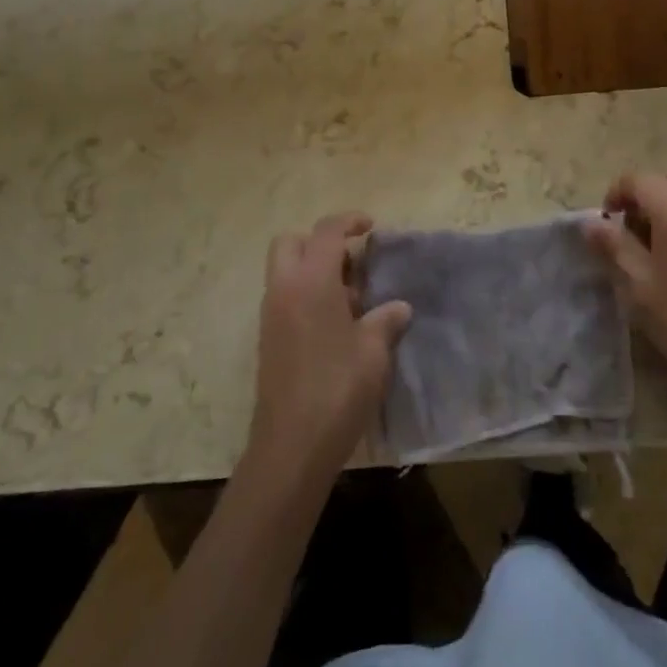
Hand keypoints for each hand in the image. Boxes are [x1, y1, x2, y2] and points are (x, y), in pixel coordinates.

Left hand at [248, 213, 411, 480]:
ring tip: (352, 300)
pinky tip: (336, 326)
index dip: (349, 221)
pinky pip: (285, 298)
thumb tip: (398, 307)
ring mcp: (271, 315)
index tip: (371, 226)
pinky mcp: (268, 340)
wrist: (292, 445)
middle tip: (353, 264)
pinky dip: (306, 296)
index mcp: (311, 282)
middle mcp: (284, 289)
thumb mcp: (374, 351)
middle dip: (320, 243)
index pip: (327, 232)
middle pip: (291, 242)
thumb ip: (386, 320)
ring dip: (314, 271)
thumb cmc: (338, 388)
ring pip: (286, 271)